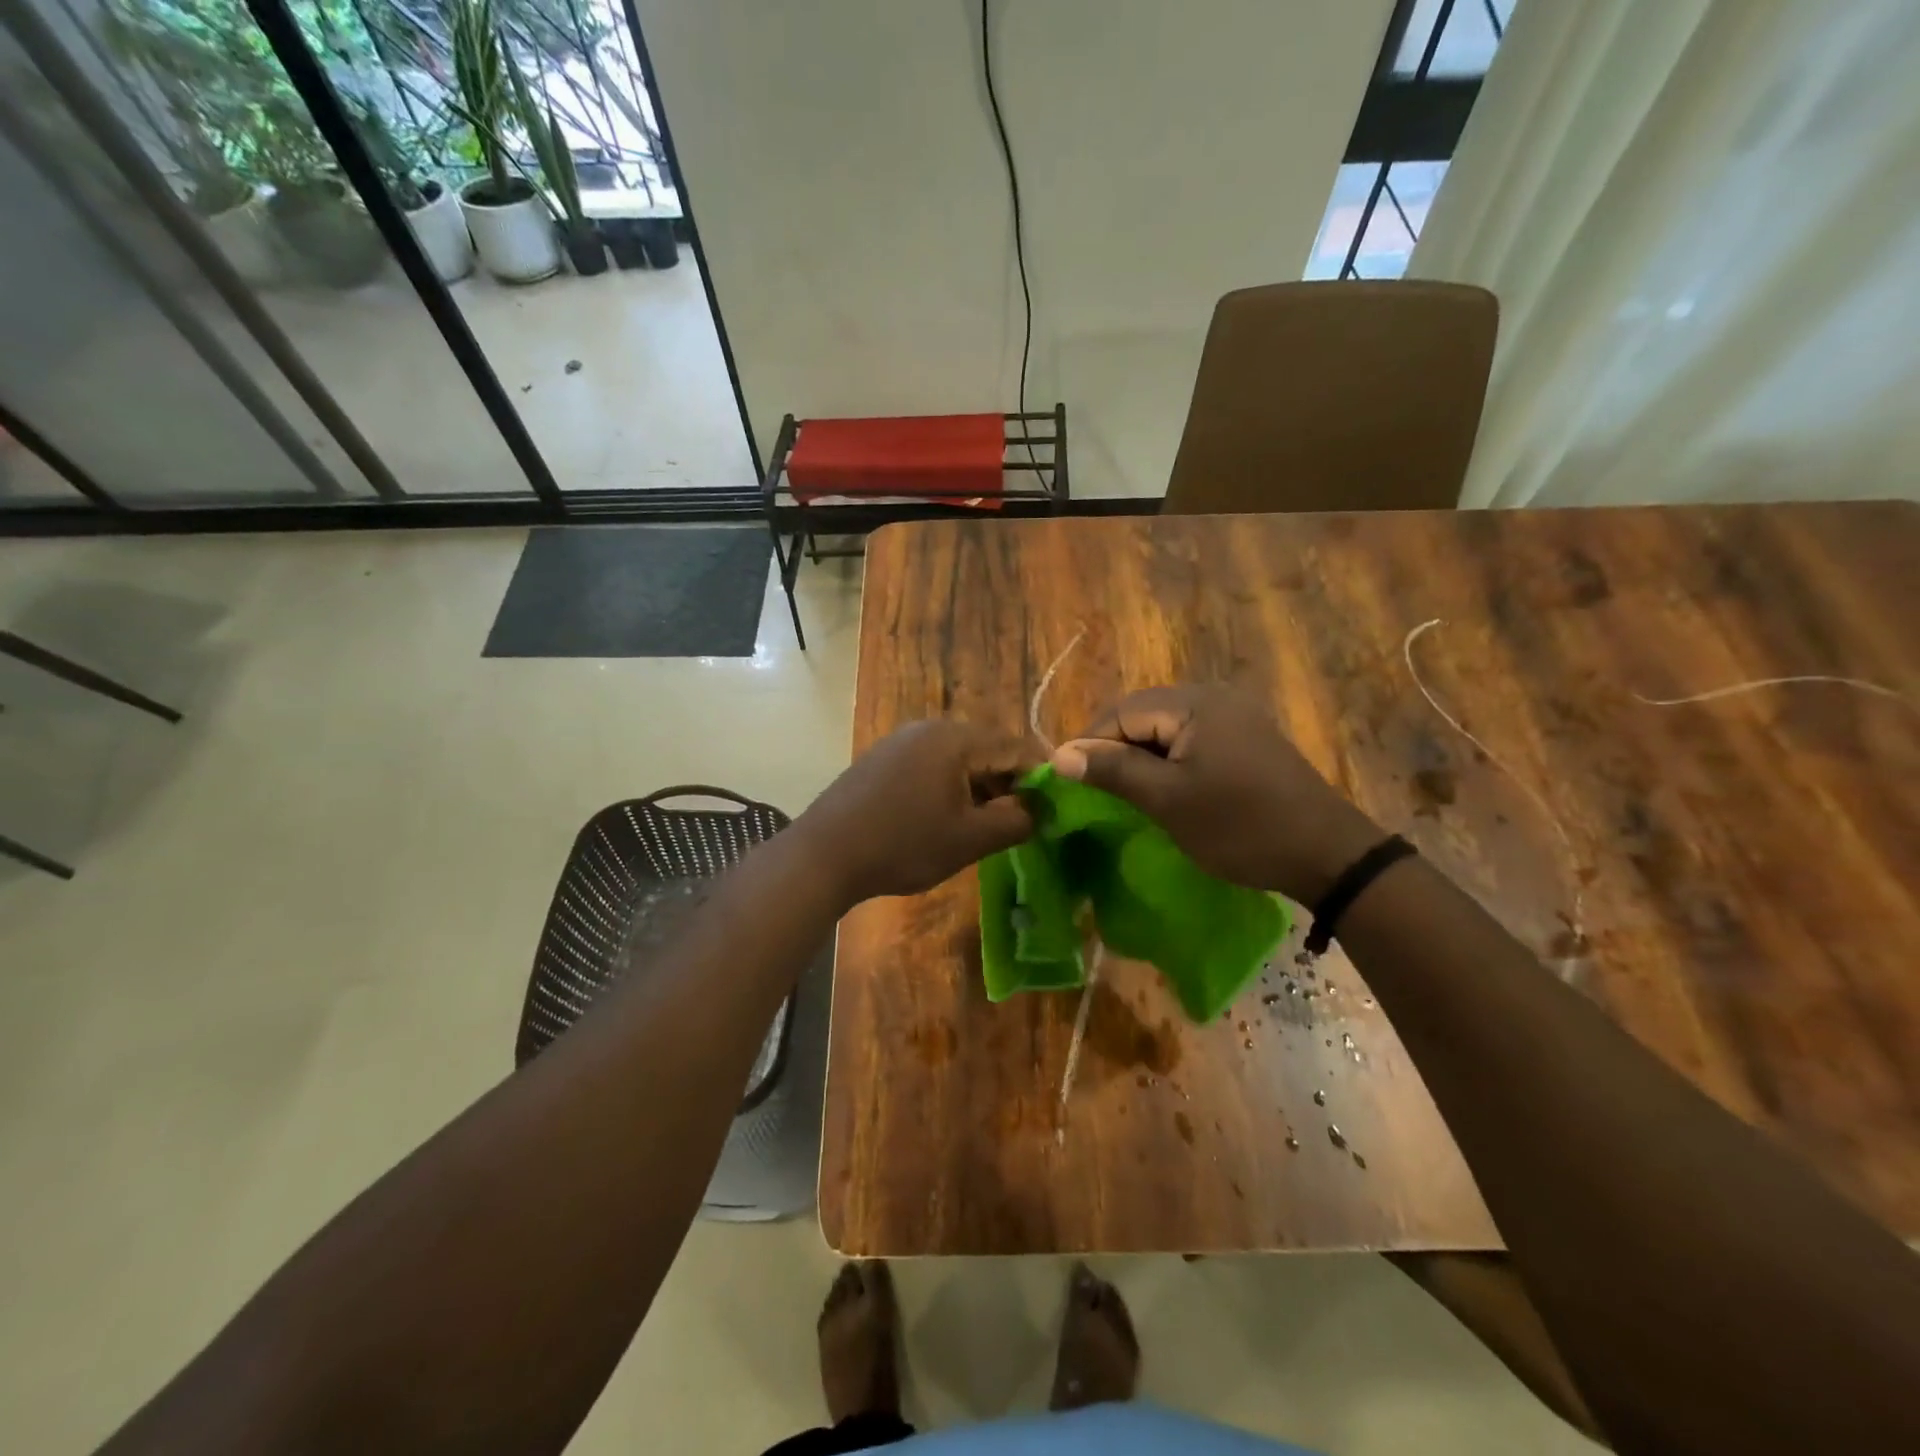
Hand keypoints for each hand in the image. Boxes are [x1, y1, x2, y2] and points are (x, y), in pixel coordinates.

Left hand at [799, 720, 1036, 904]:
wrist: (823, 855)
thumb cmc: (902, 844)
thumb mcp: (969, 839)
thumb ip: (1016, 821)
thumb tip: (1041, 810)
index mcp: (955, 739)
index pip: (1016, 747)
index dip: (1041, 776)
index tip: (1055, 807)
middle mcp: (928, 728)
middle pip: (987, 748)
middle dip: (1009, 782)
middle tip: (1021, 820)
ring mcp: (901, 741)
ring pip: (958, 758)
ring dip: (979, 786)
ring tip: (986, 824)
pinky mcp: (882, 758)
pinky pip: (931, 765)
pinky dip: (950, 786)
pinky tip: (946, 818)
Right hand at [1051, 686, 1381, 902]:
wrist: (1327, 855)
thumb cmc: (1240, 826)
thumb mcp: (1168, 800)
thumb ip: (1112, 771)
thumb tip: (1058, 755)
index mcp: (1194, 703)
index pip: (1121, 712)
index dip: (1090, 744)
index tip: (1071, 783)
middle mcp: (1214, 697)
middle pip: (1143, 715)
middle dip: (1114, 749)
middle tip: (1097, 792)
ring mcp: (1235, 716)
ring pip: (1166, 728)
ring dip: (1140, 757)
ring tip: (1125, 793)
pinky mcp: (1247, 739)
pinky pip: (1191, 739)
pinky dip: (1169, 761)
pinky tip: (1165, 789)